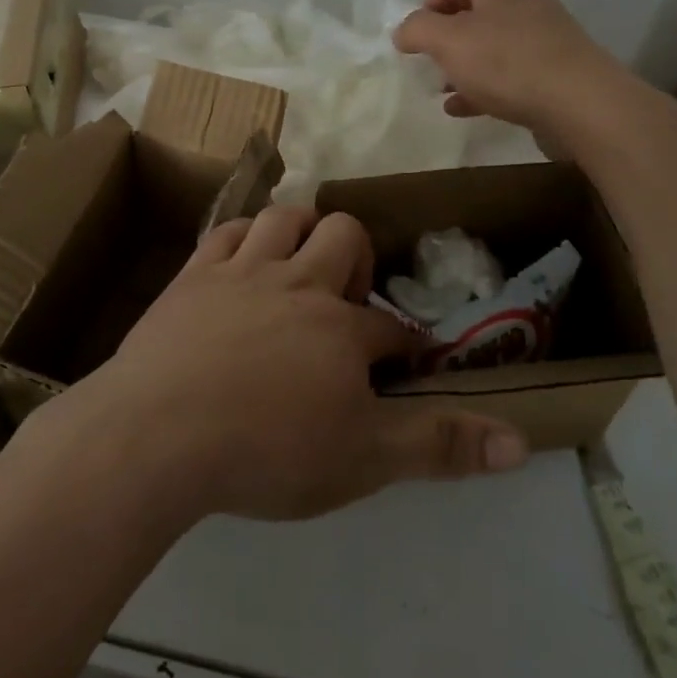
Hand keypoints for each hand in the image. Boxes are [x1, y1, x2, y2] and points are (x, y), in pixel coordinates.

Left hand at [70, 206, 529, 520]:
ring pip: (286, 217)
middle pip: (344, 237)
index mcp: (342, 330)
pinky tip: (245, 257)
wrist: (156, 434)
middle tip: (346, 301)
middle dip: (357, 258)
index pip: (390, 326)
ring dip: (301, 230)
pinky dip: (244, 236)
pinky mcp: (194, 275)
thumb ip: (438, 446)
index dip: (402, 343)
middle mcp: (299, 284)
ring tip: (301, 263)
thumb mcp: (362, 460)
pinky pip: (228, 231)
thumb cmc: (265, 451)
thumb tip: (520, 442)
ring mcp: (243, 272)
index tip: (400, 362)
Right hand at [393, 0, 625, 134]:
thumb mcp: (449, 42)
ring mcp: (543, 39)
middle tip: (429, 62)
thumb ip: (418, 30)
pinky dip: (483, 87)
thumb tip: (403, 30)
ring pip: (491, 45)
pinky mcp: (554, 71)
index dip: (428, 2)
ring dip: (463, 65)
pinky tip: (464, 109)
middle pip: (474, 12)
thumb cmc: (507, 63)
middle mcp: (524, 5)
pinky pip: (509, 73)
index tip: (416, 36)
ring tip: (443, 89)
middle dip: (446, 37)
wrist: (580, 102)